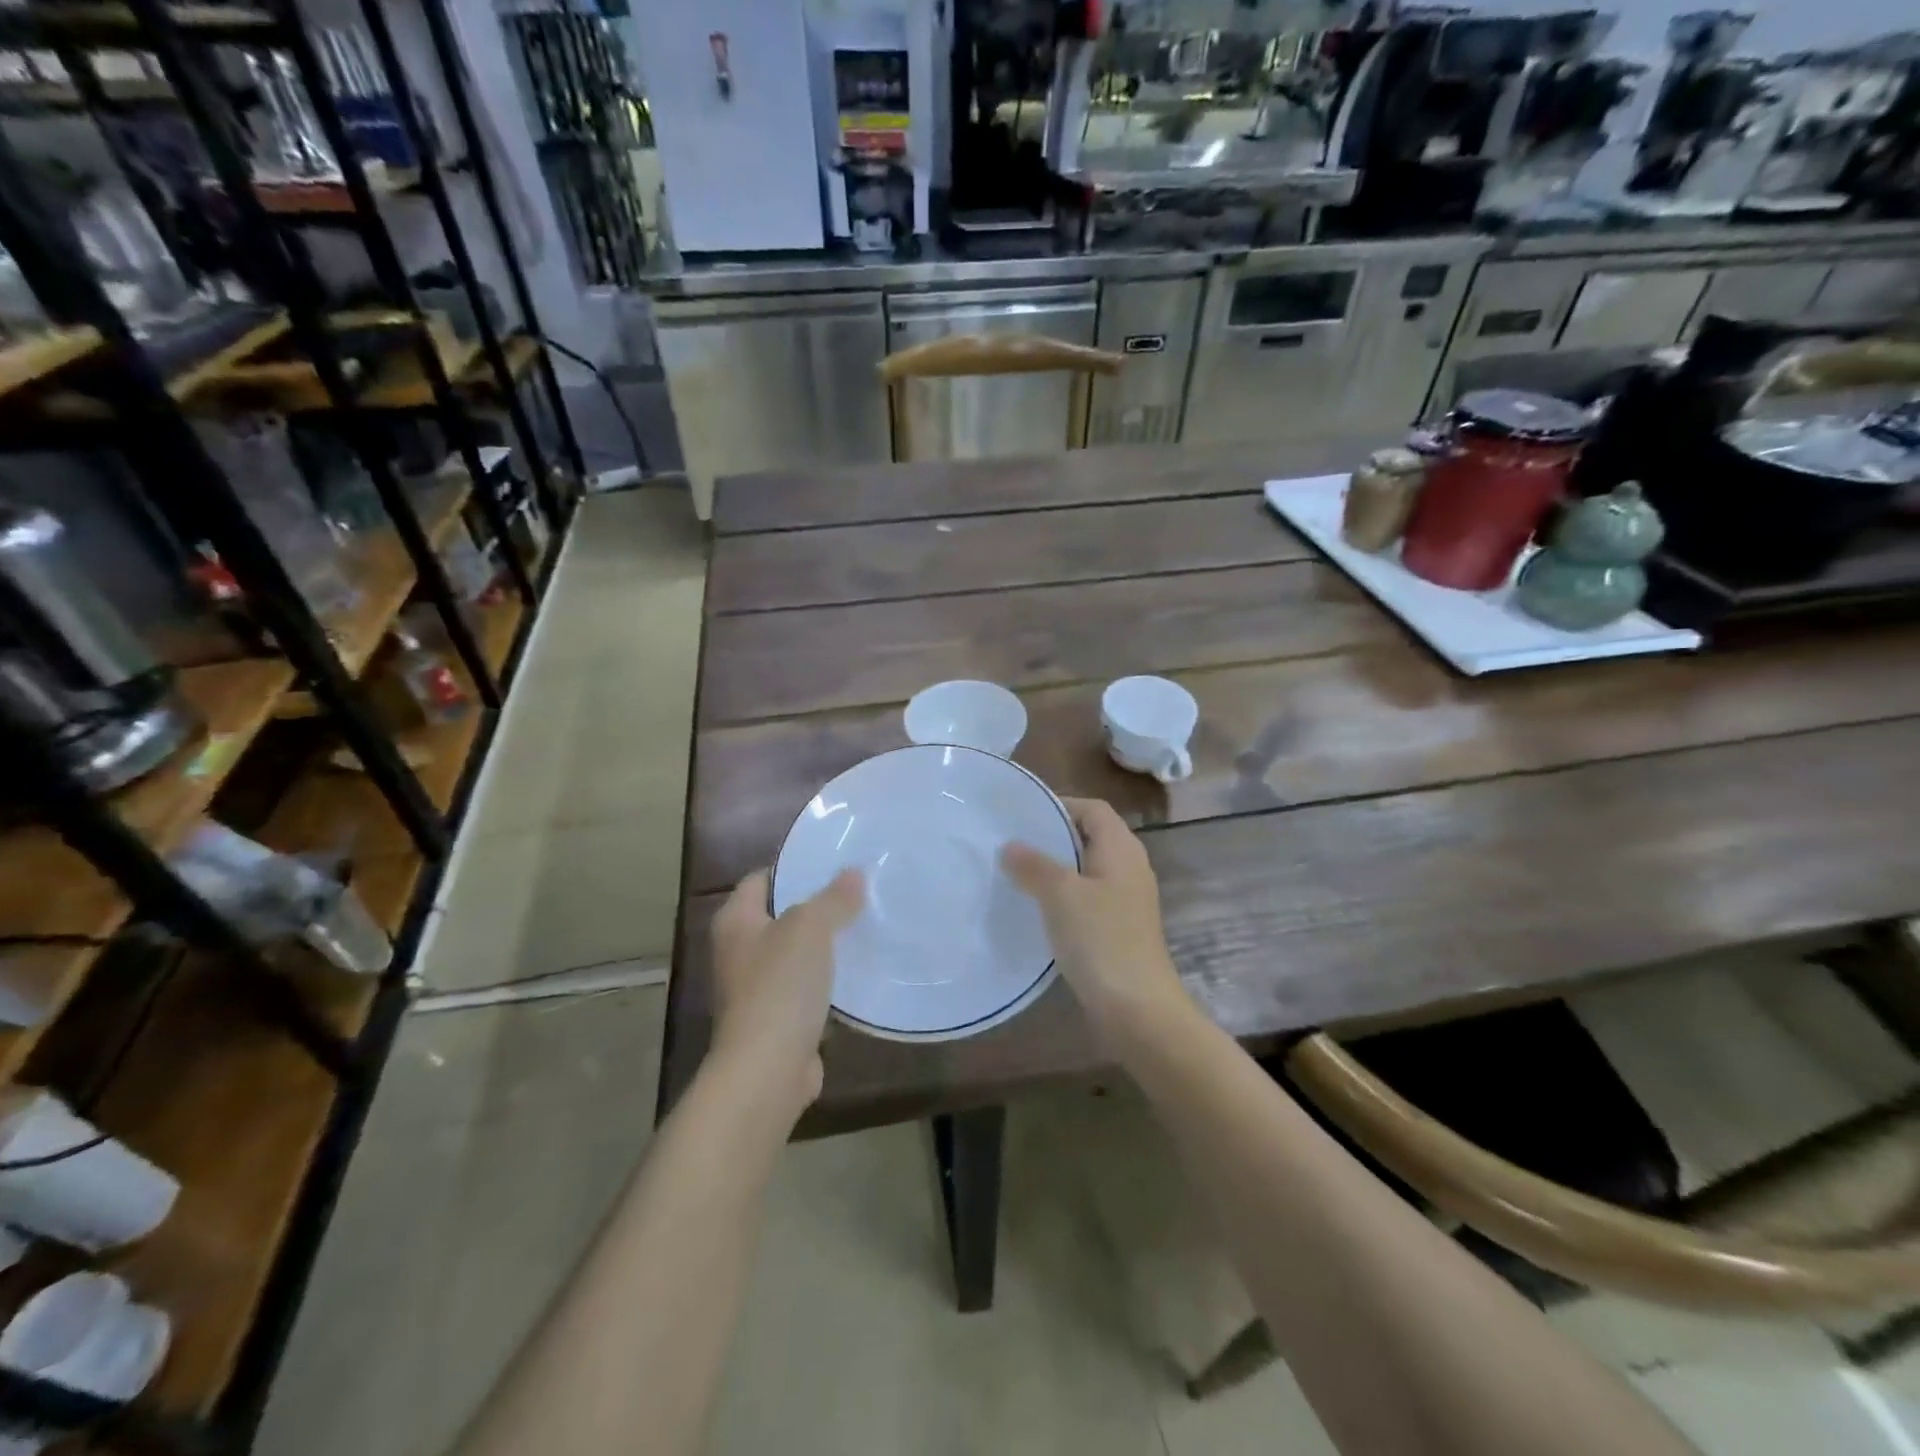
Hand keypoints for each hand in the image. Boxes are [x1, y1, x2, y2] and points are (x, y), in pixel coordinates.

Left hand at [709, 868, 864, 1117]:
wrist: (767, 1070)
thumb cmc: (780, 986)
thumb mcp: (810, 928)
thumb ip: (833, 898)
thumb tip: (854, 873)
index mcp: (735, 922)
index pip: (761, 878)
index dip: (794, 868)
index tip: (834, 863)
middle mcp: (739, 951)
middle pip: (780, 915)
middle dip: (816, 905)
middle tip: (858, 891)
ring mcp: (755, 988)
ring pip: (795, 953)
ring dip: (824, 944)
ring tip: (864, 924)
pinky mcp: (776, 1019)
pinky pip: (805, 987)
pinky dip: (827, 979)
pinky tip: (858, 970)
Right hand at [1001, 798, 1192, 1049]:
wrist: (1137, 1009)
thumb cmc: (1101, 940)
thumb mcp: (1061, 895)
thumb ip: (1034, 865)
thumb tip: (1011, 846)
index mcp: (1121, 849)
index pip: (1092, 809)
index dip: (1061, 805)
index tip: (1023, 815)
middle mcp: (1129, 867)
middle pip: (1090, 837)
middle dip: (1053, 837)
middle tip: (1013, 843)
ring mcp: (1127, 900)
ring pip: (1087, 870)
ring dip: (1056, 869)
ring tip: (1017, 873)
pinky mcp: (1119, 928)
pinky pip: (1088, 898)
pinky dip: (1064, 897)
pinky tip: (1038, 910)